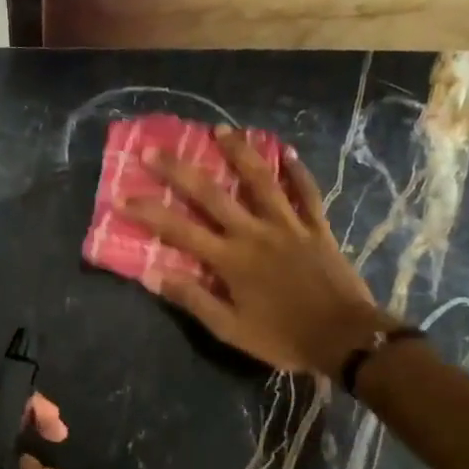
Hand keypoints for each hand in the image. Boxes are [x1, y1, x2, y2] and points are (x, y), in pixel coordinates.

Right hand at [117, 125, 391, 375]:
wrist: (345, 338)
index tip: (123, 197)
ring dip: (239, 153)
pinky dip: (297, 171)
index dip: (149, 213)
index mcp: (230, 260)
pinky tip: (286, 151)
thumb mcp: (230, 330)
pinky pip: (306, 193)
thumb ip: (193, 299)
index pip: (179, 230)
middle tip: (154, 149)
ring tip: (220, 129)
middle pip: (212, 194)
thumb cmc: (283, 337)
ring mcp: (289, 226)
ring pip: (260, 181)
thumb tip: (153, 275)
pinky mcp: (317, 228)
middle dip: (179, 170)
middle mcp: (255, 233)